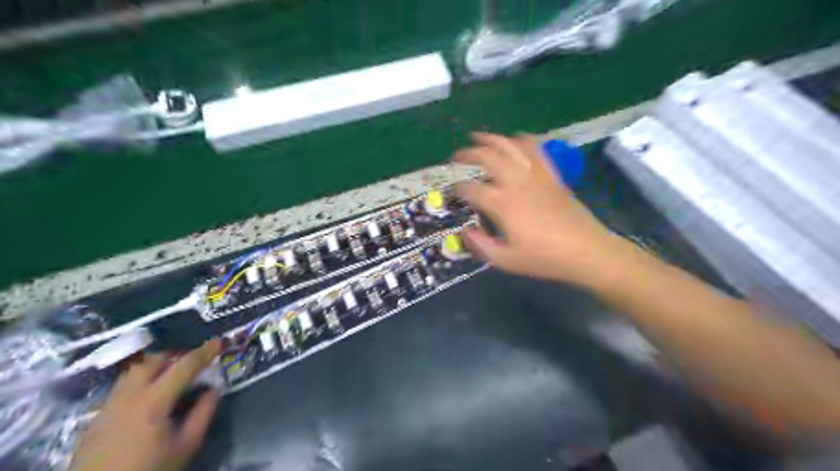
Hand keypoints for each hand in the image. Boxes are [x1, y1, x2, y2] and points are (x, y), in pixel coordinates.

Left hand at [71, 338, 219, 470]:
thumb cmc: (150, 469)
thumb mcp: (187, 445)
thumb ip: (203, 413)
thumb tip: (214, 389)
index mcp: (153, 401)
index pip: (184, 366)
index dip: (205, 351)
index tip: (220, 342)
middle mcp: (128, 396)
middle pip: (153, 361)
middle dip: (177, 355)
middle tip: (194, 361)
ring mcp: (108, 406)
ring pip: (134, 372)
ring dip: (156, 366)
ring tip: (172, 376)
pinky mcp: (96, 419)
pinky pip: (122, 388)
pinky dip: (141, 382)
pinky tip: (149, 398)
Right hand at [453, 130, 630, 288]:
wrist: (587, 251)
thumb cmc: (545, 258)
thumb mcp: (507, 261)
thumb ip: (481, 246)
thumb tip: (465, 232)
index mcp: (503, 204)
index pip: (472, 188)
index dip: (457, 188)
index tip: (451, 191)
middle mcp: (517, 183)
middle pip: (488, 157)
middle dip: (468, 153)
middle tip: (456, 157)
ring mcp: (537, 175)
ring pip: (511, 146)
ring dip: (491, 139)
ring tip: (478, 137)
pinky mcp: (552, 175)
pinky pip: (536, 149)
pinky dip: (522, 140)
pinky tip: (515, 139)